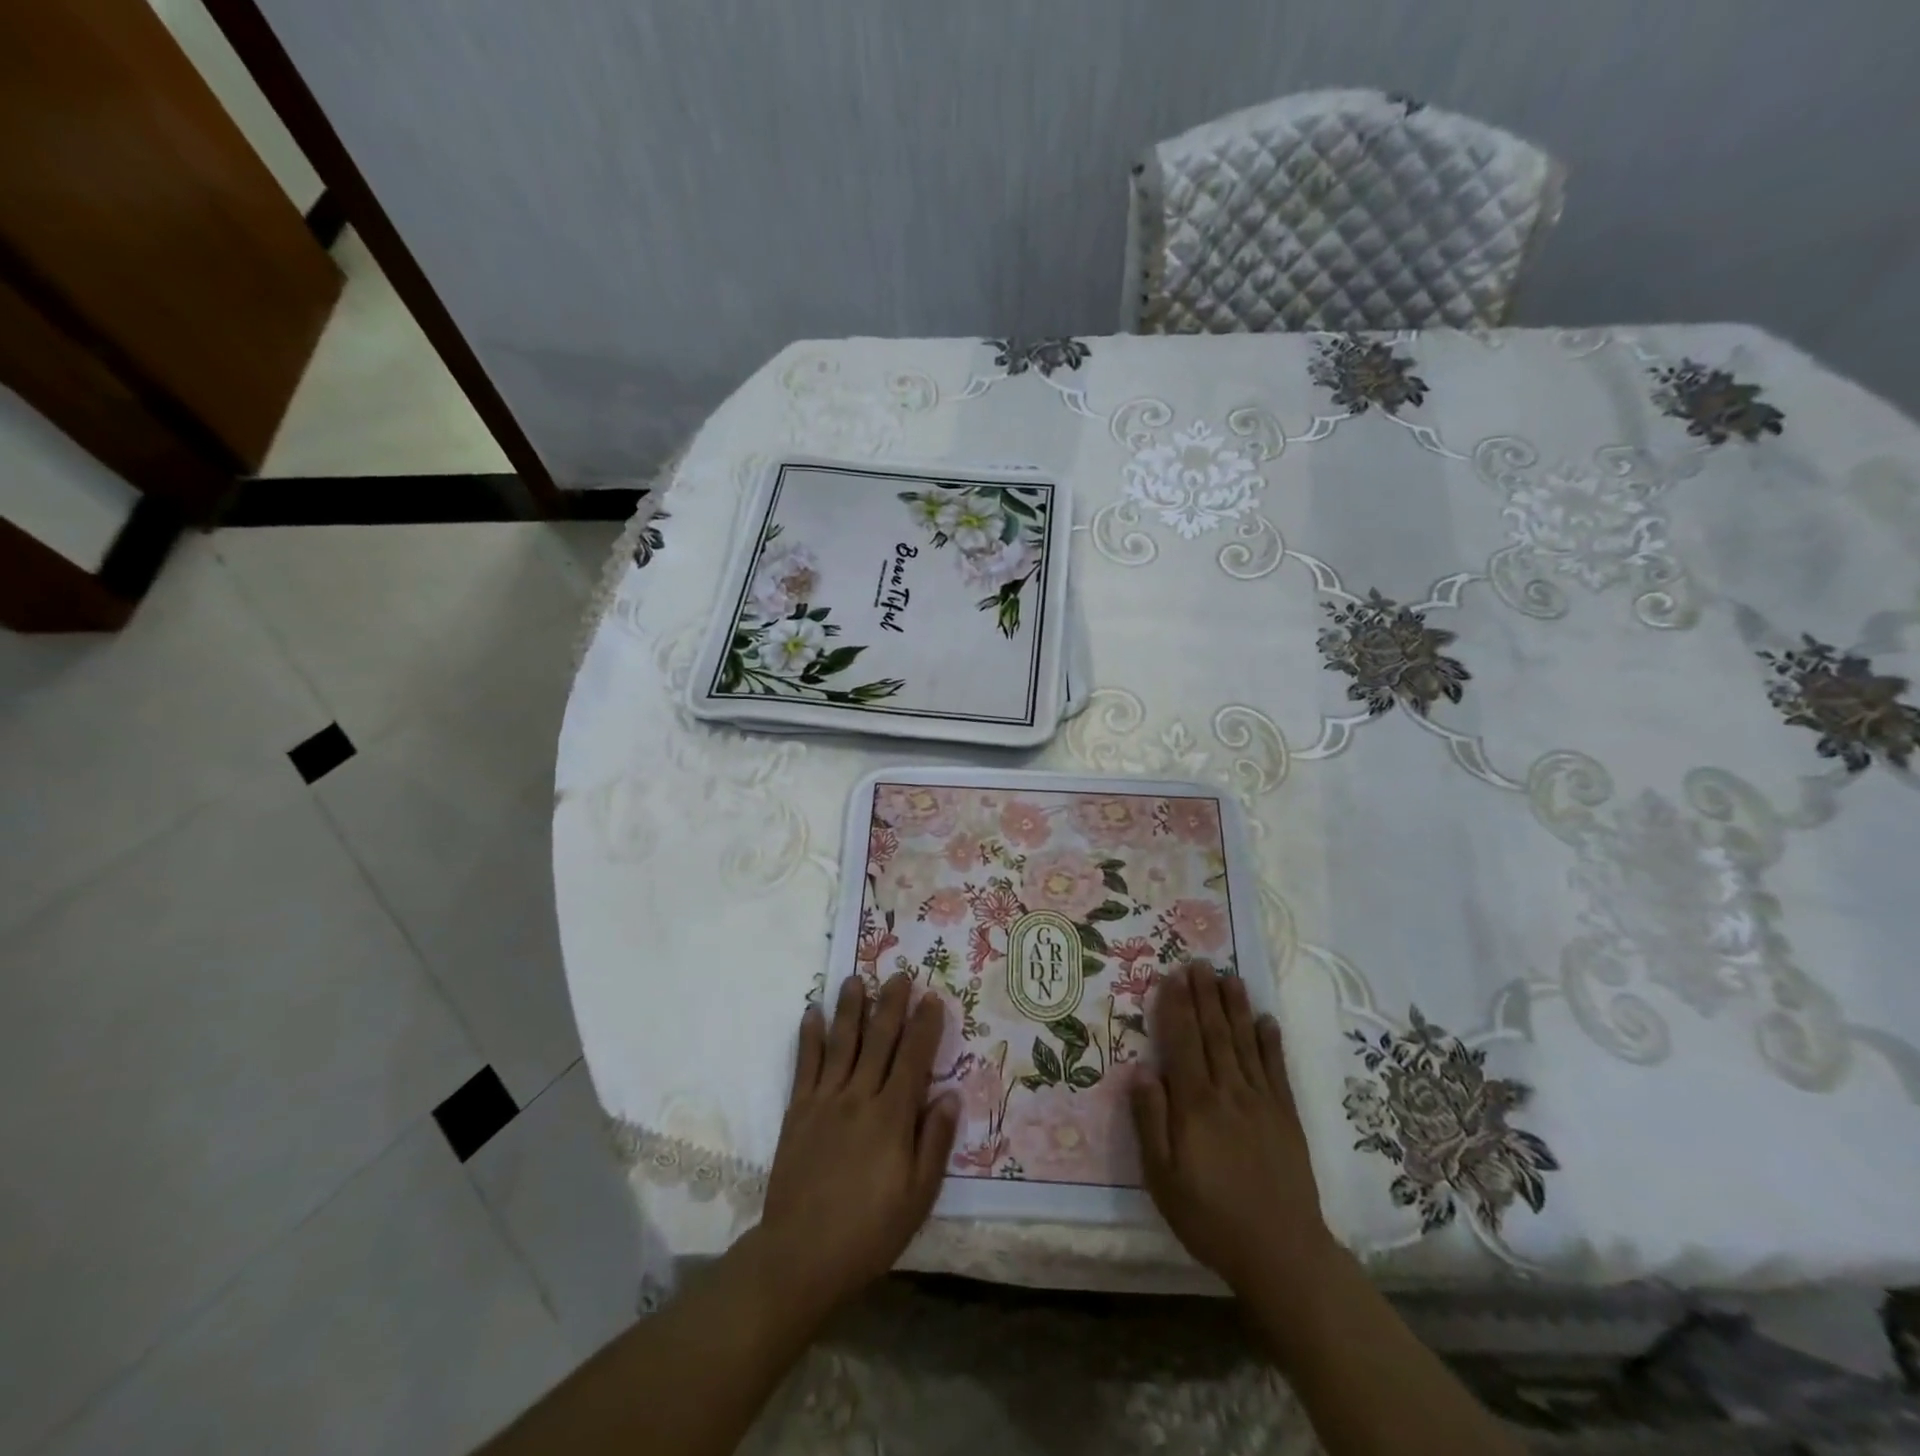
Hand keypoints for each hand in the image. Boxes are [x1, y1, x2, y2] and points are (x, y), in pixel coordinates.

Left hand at [759, 972, 958, 1313]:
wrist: (801, 1257)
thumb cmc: (869, 1231)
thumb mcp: (918, 1197)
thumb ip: (934, 1142)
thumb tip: (951, 1095)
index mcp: (892, 1117)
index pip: (914, 1059)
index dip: (924, 1026)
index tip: (932, 997)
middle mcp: (859, 1097)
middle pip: (879, 1040)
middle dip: (891, 1005)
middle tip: (899, 975)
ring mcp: (825, 1101)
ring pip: (841, 1043)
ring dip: (850, 1009)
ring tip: (856, 979)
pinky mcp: (798, 1112)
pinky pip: (805, 1065)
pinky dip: (809, 1037)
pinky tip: (811, 1012)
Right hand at [1130, 963, 1333, 1294]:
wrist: (1282, 1254)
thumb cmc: (1210, 1217)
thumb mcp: (1162, 1177)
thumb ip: (1150, 1120)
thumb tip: (1140, 1069)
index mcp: (1195, 1104)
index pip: (1182, 1043)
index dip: (1175, 1007)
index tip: (1172, 976)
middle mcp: (1229, 1092)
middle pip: (1214, 1033)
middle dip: (1204, 995)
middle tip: (1199, 962)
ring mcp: (1262, 1102)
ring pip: (1245, 1043)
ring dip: (1235, 1007)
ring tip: (1229, 976)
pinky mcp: (1287, 1117)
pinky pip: (1276, 1070)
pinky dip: (1271, 1042)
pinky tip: (1266, 1020)